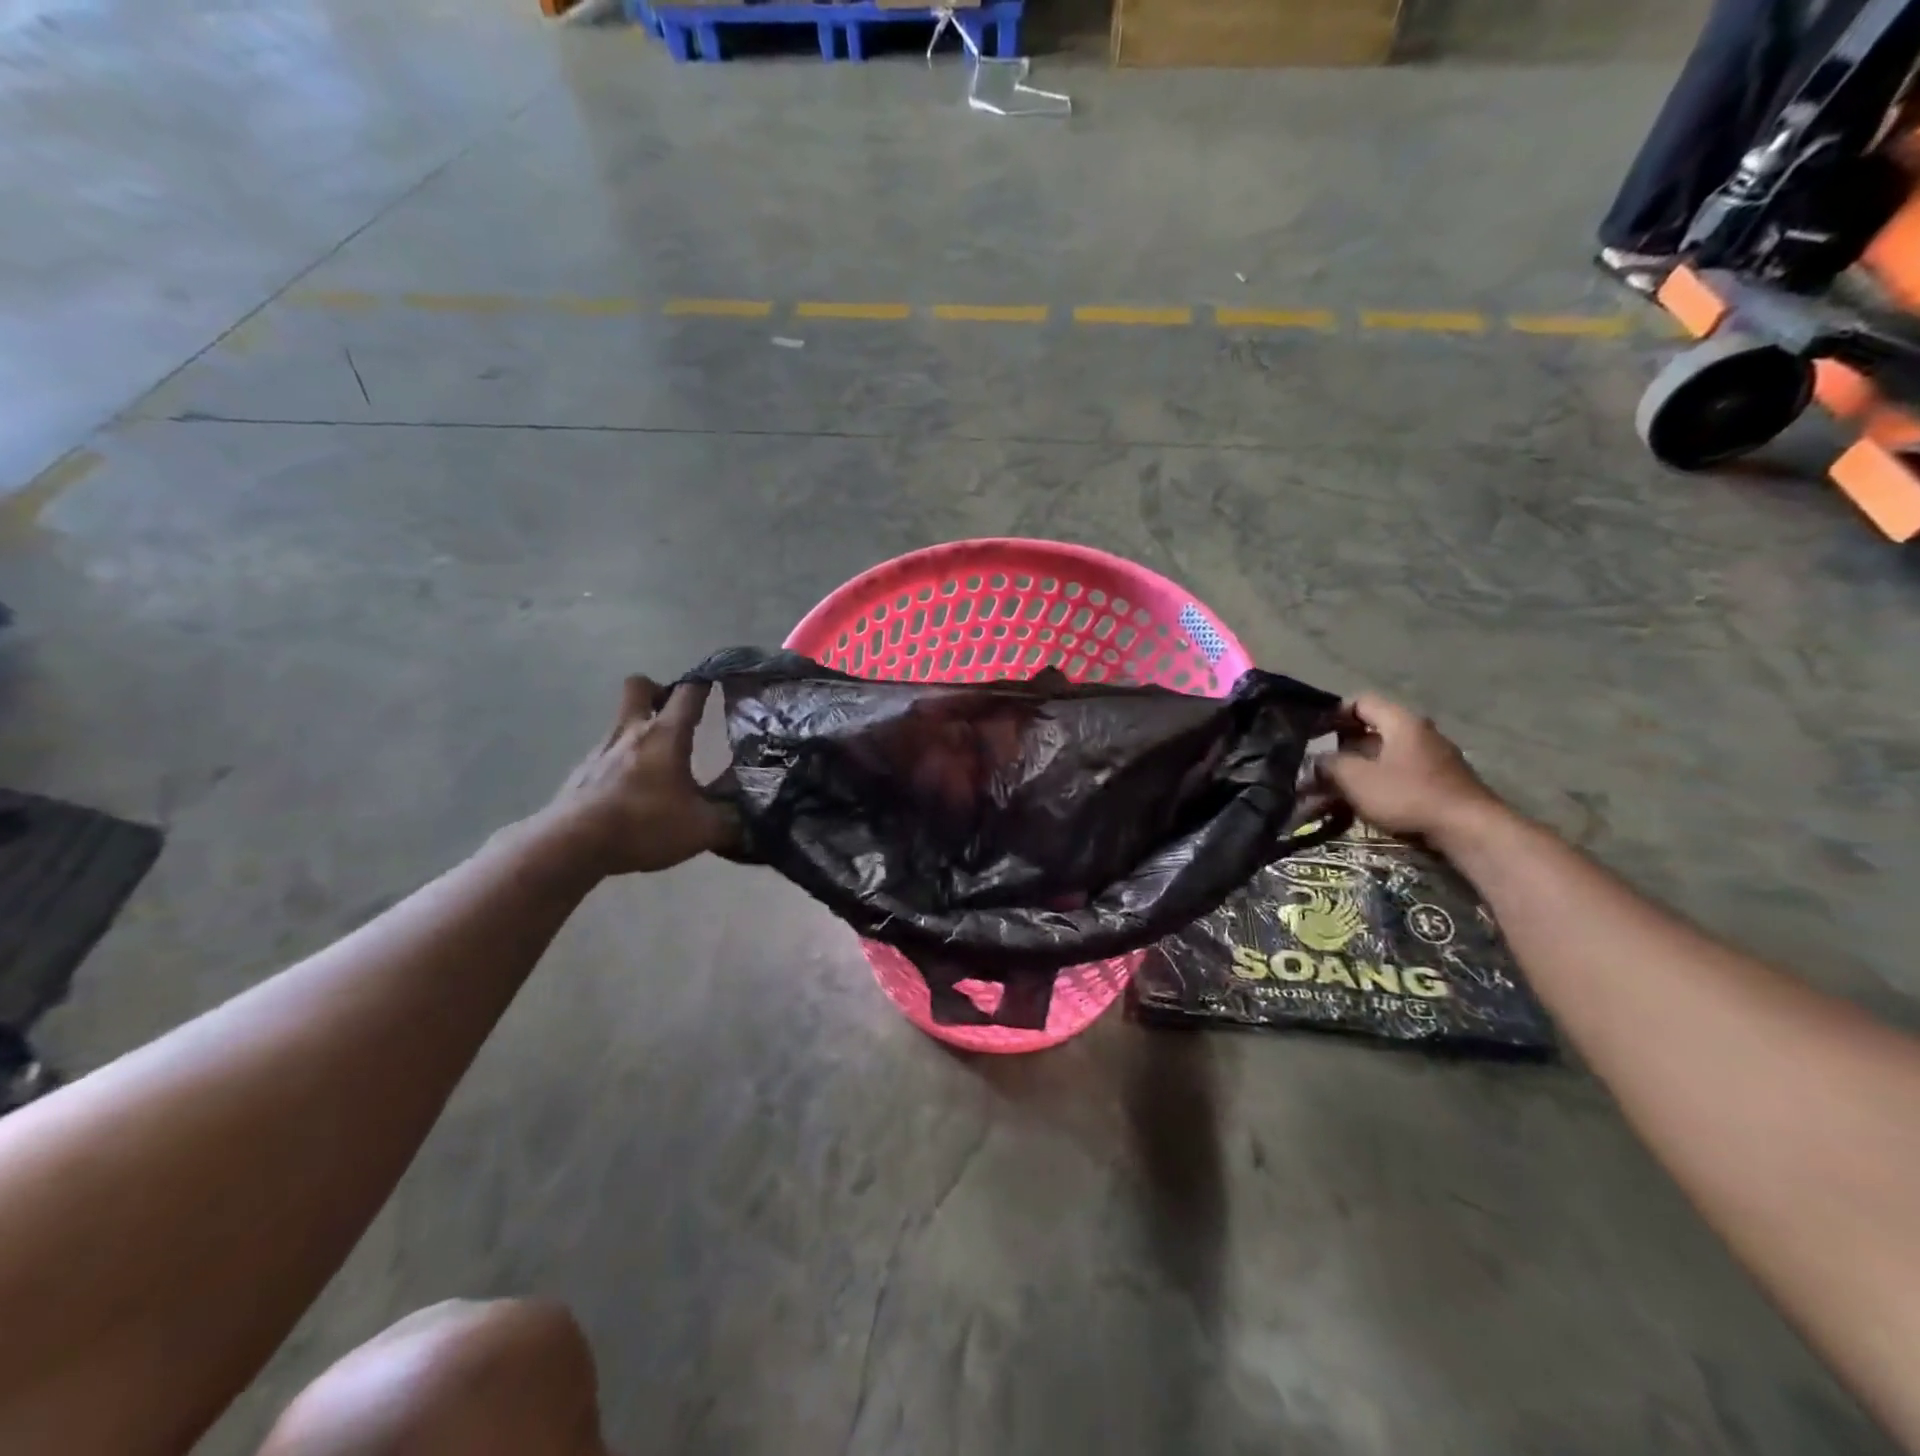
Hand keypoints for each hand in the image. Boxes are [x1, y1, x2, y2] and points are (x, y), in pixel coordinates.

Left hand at [534, 676, 737, 877]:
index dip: (705, 682)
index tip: (718, 683)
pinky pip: (606, 755)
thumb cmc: (643, 824)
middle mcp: (631, 732)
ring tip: (660, 766)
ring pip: (622, 722)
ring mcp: (600, 750)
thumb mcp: (702, 829)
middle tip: (676, 716)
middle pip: (639, 686)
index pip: (689, 692)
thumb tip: (751, 819)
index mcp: (665, 735)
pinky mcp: (581, 773)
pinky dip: (622, 764)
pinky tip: (633, 793)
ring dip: (640, 732)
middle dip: (658, 692)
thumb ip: (732, 821)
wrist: (571, 845)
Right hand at [1316, 694, 1504, 844]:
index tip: (1313, 733)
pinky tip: (1360, 805)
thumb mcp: (1356, 779)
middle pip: (1371, 732)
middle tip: (1317, 768)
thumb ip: (1330, 764)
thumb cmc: (1407, 795)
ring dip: (1355, 772)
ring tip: (1331, 794)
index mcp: (1401, 722)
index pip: (1361, 702)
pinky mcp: (1439, 783)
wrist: (1469, 830)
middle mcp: (1420, 733)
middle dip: (1340, 750)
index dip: (1334, 714)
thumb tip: (1318, 759)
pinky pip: (1398, 775)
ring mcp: (1433, 759)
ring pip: (1383, 758)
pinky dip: (1376, 785)